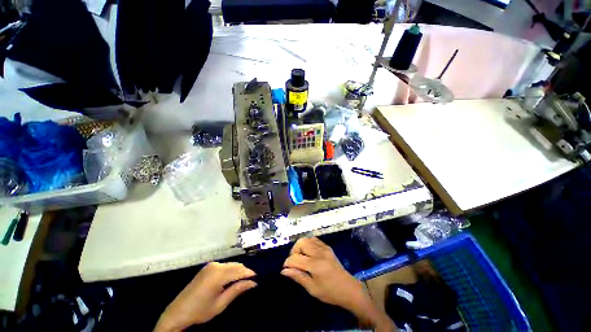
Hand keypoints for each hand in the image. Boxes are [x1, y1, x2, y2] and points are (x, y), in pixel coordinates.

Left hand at [155, 262, 256, 331]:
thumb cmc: (200, 311)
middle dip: (245, 272)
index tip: (258, 279)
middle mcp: (216, 265)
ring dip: (238, 271)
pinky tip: (231, 279)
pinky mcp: (208, 267)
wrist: (177, 312)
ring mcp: (211, 265)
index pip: (239, 271)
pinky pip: (224, 266)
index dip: (250, 274)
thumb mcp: (220, 304)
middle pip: (236, 265)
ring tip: (243, 281)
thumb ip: (237, 290)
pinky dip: (230, 270)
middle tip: (251, 282)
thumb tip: (253, 283)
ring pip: (231, 264)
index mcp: (218, 274)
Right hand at [281, 237, 395, 330]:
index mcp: (314, 265)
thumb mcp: (312, 289)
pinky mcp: (327, 247)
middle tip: (294, 262)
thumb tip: (284, 270)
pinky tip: (309, 253)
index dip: (287, 263)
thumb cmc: (330, 292)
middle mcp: (318, 253)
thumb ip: (298, 277)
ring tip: (301, 257)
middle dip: (293, 251)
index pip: (295, 258)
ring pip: (307, 239)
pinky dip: (308, 243)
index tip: (285, 269)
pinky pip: (314, 239)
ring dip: (300, 246)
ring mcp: (324, 248)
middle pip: (300, 243)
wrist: (348, 288)